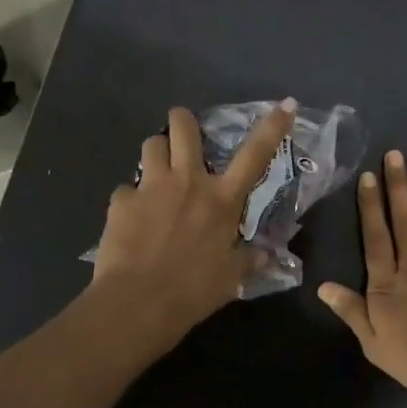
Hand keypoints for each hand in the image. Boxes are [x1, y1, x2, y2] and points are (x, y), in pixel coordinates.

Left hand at [91, 100, 296, 349]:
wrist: (139, 303)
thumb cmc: (194, 291)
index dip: (273, 126)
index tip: (285, 104)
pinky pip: (126, 189)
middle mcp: (188, 181)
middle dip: (183, 121)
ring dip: (156, 153)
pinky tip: (132, 221)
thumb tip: (265, 254)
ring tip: (157, 173)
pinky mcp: (120, 201)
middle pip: (183, 127)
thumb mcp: (231, 278)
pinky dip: (131, 200)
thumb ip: (248, 259)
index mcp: (222, 199)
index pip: (255, 155)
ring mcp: (151, 187)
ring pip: (151, 144)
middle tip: (184, 135)